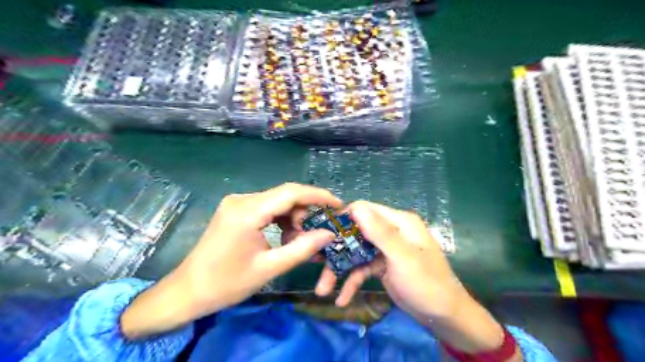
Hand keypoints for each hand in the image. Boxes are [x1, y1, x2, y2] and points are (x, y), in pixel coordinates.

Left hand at [121, 184, 341, 338]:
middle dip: (305, 211)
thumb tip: (329, 234)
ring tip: (298, 240)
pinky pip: (267, 207)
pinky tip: (284, 237)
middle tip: (317, 233)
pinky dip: (280, 219)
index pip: (290, 193)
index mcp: (247, 211)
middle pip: (284, 195)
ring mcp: (237, 203)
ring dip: (293, 217)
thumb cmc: (226, 283)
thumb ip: (301, 249)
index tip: (338, 204)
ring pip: (277, 201)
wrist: (187, 291)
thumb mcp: (269, 269)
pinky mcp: (236, 209)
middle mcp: (242, 199)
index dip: (318, 196)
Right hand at [315, 202, 517, 356]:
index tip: (322, 232)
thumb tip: (356, 207)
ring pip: (356, 253)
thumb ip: (380, 232)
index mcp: (399, 222)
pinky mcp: (381, 266)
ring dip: (340, 270)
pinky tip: (342, 299)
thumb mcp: (403, 258)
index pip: (365, 209)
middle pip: (356, 232)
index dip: (344, 218)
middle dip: (337, 249)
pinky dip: (352, 281)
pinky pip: (362, 269)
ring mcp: (384, 250)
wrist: (445, 317)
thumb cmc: (427, 284)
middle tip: (316, 261)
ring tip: (323, 289)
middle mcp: (390, 232)